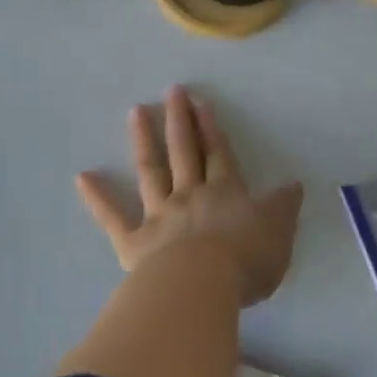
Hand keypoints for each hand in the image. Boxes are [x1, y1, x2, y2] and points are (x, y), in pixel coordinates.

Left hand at [75, 87, 303, 306]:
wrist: (201, 286)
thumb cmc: (245, 262)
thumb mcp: (278, 234)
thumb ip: (283, 208)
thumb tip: (294, 184)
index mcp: (224, 193)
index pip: (218, 154)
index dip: (210, 128)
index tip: (200, 102)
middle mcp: (190, 195)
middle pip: (184, 151)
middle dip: (179, 120)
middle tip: (172, 91)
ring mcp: (159, 215)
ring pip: (151, 171)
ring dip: (144, 140)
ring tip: (136, 111)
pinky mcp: (134, 242)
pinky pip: (113, 217)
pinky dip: (97, 198)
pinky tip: (82, 177)